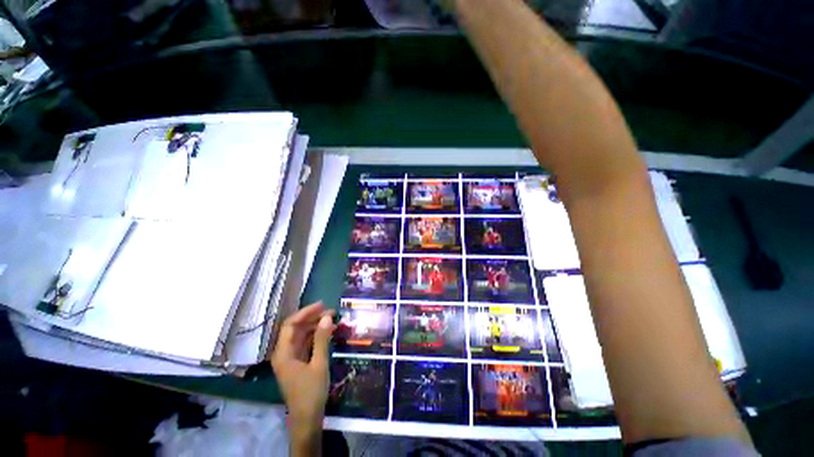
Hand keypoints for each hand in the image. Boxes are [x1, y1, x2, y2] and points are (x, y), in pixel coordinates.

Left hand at [271, 302, 335, 447]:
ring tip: (332, 320)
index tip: (322, 305)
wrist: (307, 420)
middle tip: (331, 312)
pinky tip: (327, 333)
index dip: (305, 312)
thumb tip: (327, 316)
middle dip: (312, 318)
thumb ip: (322, 339)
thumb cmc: (311, 392)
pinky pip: (305, 344)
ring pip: (301, 336)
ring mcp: (290, 359)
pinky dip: (316, 336)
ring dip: (315, 326)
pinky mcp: (297, 363)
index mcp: (283, 353)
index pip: (290, 325)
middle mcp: (283, 353)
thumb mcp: (319, 364)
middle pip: (295, 329)